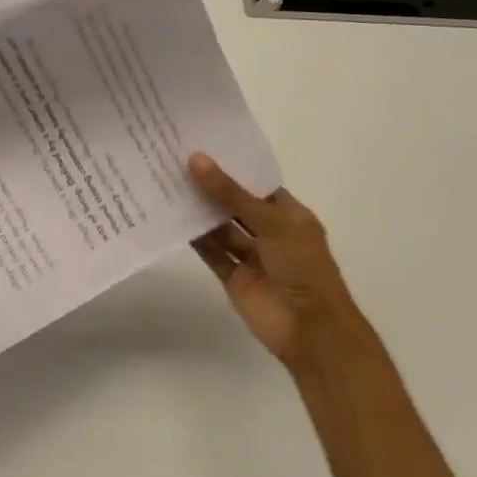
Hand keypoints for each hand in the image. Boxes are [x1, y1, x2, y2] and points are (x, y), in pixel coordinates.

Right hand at [188, 153, 357, 366]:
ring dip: (199, 211)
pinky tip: (170, 217)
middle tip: (175, 160)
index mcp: (291, 217)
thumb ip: (230, 194)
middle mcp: (271, 234)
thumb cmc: (302, 267)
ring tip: (167, 183)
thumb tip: (196, 160)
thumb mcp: (270, 223)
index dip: (234, 167)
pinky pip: (211, 252)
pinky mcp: (233, 277)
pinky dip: (194, 238)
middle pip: (236, 205)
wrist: (310, 330)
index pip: (259, 185)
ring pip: (221, 228)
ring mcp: (252, 257)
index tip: (202, 146)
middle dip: (211, 187)